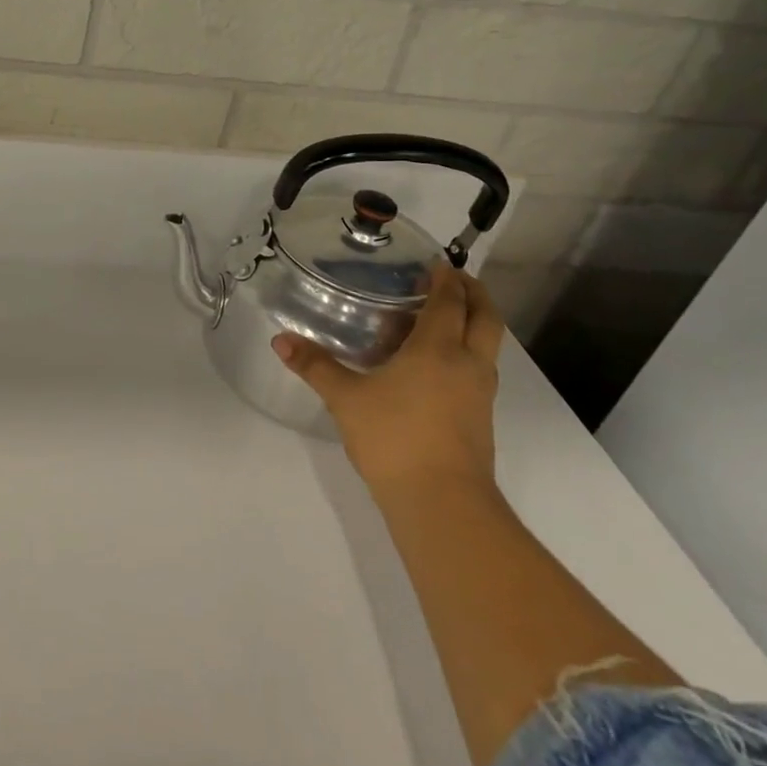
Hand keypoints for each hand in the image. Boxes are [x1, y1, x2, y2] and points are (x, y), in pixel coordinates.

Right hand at [273, 263, 504, 494]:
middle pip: (485, 316)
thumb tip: (280, 340)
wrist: (442, 502)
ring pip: (487, 344)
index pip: (450, 301)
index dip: (445, 278)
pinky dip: (465, 351)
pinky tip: (433, 364)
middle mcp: (468, 363)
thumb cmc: (394, 437)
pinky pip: (478, 368)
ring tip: (440, 318)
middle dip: (473, 292)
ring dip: (472, 322)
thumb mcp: (346, 398)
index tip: (436, 263)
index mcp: (438, 348)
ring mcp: (479, 393)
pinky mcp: (480, 418)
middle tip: (451, 279)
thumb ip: (315, 366)